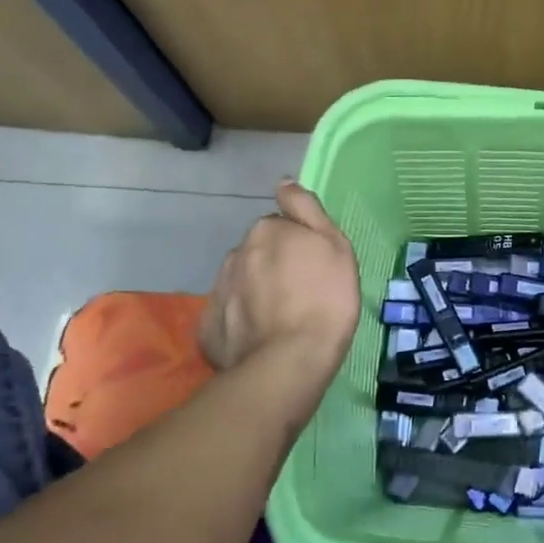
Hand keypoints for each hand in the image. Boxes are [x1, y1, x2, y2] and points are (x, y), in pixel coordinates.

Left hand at [200, 182, 360, 393]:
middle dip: (274, 266)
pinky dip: (241, 321)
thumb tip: (283, 181)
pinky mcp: (208, 326)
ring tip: (280, 320)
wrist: (289, 361)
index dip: (299, 244)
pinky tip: (260, 338)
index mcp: (267, 229)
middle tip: (300, 294)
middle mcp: (236, 252)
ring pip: (242, 282)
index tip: (313, 267)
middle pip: (259, 253)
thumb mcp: (335, 246)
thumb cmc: (325, 299)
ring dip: (256, 292)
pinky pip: (228, 314)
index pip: (281, 225)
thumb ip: (306, 208)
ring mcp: (218, 289)